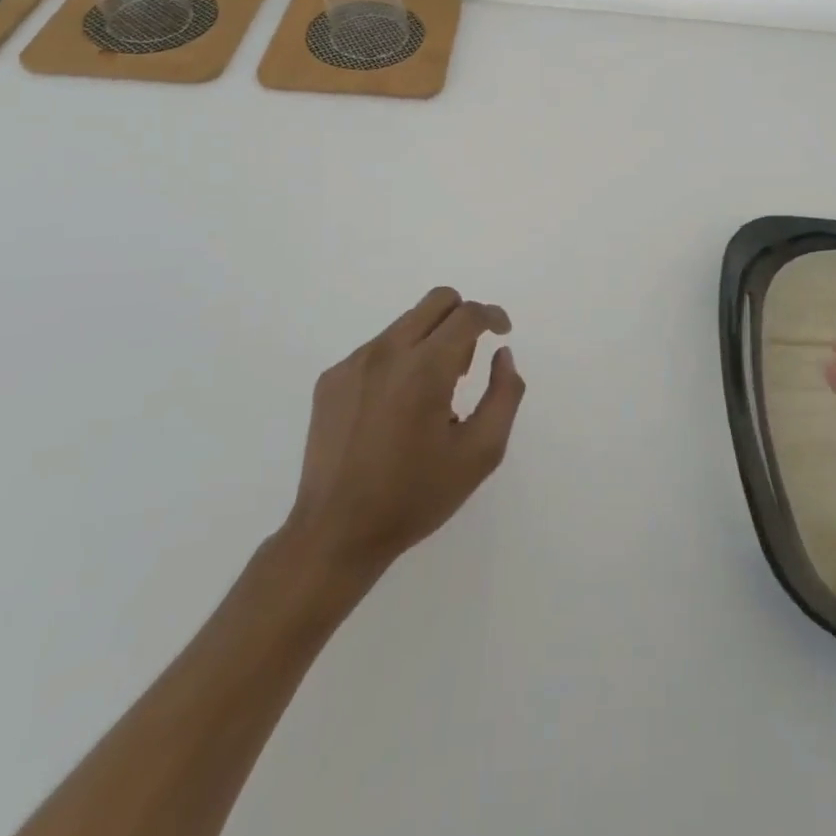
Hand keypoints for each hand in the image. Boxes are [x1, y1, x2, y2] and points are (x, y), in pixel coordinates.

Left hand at [285, 287, 524, 576]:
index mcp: (425, 369)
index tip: (503, 333)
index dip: (493, 316)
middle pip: (436, 301)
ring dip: (429, 341)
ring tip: (428, 396)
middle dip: (462, 317)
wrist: (335, 534)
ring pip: (406, 323)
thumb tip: (502, 355)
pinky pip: (377, 348)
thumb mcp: (481, 453)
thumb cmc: (415, 496)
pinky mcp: (331, 379)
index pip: (467, 315)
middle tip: (465, 364)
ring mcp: (353, 363)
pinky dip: (399, 361)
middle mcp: (387, 353)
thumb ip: (504, 395)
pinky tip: (395, 408)